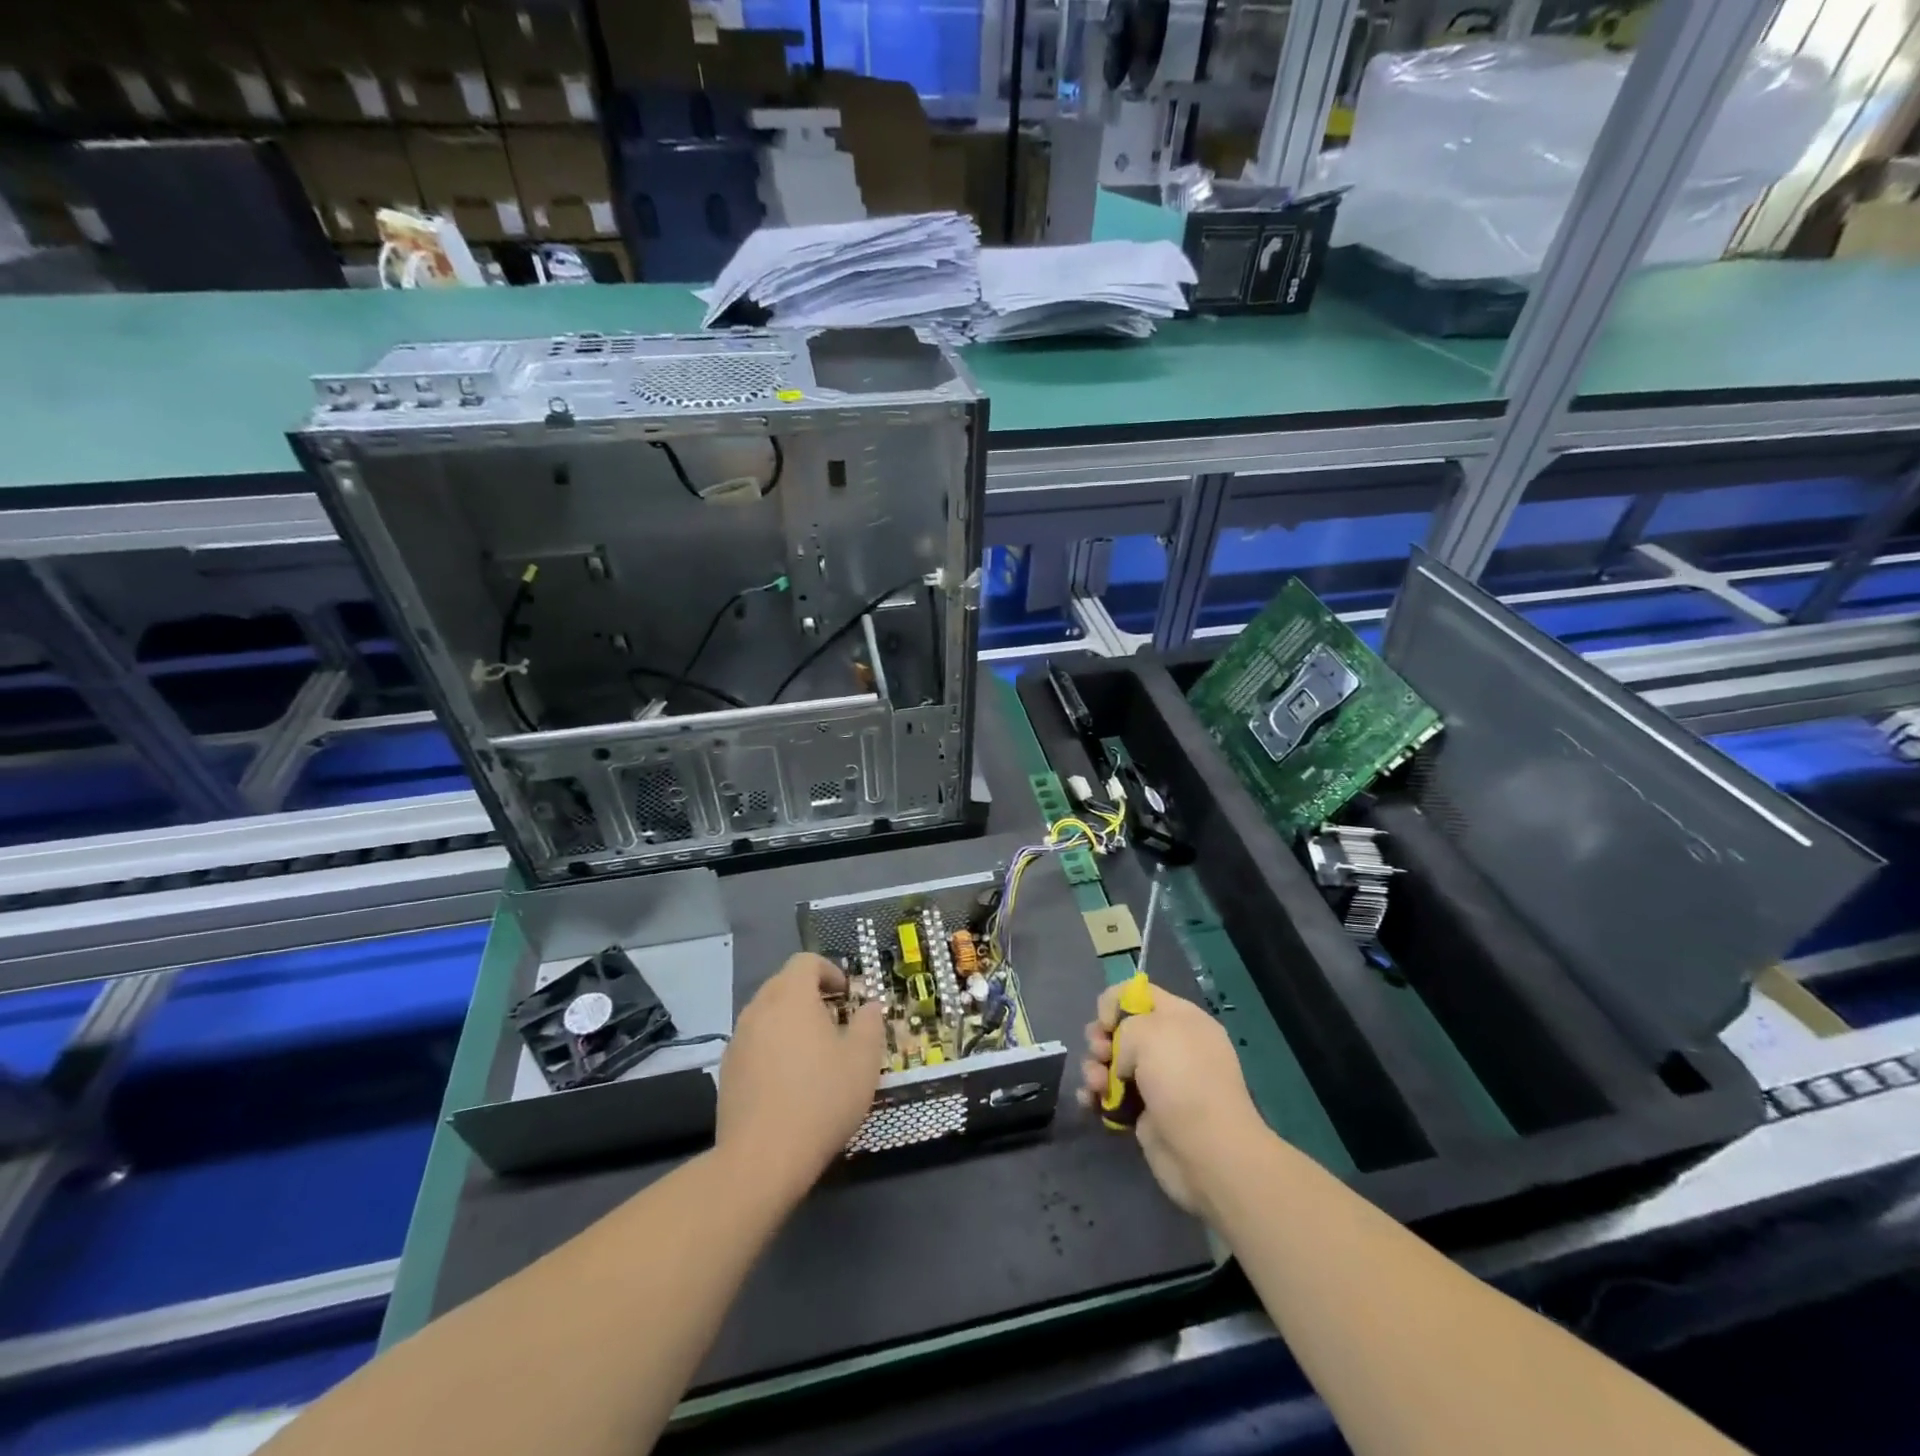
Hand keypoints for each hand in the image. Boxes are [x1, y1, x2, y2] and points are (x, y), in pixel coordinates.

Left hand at [717, 953, 885, 1198]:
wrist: (761, 1158)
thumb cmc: (821, 1099)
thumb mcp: (863, 1060)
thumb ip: (870, 1024)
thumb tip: (870, 1007)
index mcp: (791, 996)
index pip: (806, 961)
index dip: (830, 970)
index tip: (847, 995)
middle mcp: (759, 1009)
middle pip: (784, 984)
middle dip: (810, 995)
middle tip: (835, 1022)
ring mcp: (738, 1040)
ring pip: (767, 1014)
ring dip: (790, 1022)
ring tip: (814, 1054)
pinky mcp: (727, 1071)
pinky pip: (754, 1043)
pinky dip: (773, 1048)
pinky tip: (789, 1082)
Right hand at [1079, 981, 1265, 1220]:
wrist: (1208, 1152)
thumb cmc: (1181, 1079)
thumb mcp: (1148, 1031)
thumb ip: (1124, 1026)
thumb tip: (1122, 1056)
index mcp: (1181, 1019)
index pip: (1142, 994)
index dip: (1116, 1001)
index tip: (1106, 1021)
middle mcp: (1171, 1047)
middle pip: (1123, 1030)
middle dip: (1101, 1038)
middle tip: (1100, 1052)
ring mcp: (1160, 1083)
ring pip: (1113, 1064)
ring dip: (1094, 1068)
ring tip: (1094, 1084)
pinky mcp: (1147, 1115)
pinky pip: (1113, 1096)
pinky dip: (1097, 1097)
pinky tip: (1089, 1102)